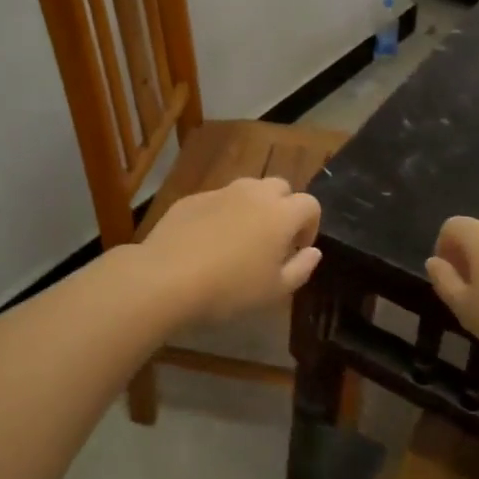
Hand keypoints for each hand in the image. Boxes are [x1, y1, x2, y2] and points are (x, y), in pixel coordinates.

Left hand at [138, 177, 322, 326]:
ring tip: (240, 239)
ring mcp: (221, 192)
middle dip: (283, 208)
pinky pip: (217, 200)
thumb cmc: (229, 289)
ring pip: (248, 189)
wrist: (166, 278)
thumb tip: (313, 252)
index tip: (297, 250)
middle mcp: (254, 193)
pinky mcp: (192, 198)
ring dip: (253, 207)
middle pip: (280, 188)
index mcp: (281, 214)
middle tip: (272, 241)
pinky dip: (222, 214)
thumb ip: (301, 268)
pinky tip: (207, 242)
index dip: (310, 226)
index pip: (310, 204)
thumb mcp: (274, 291)